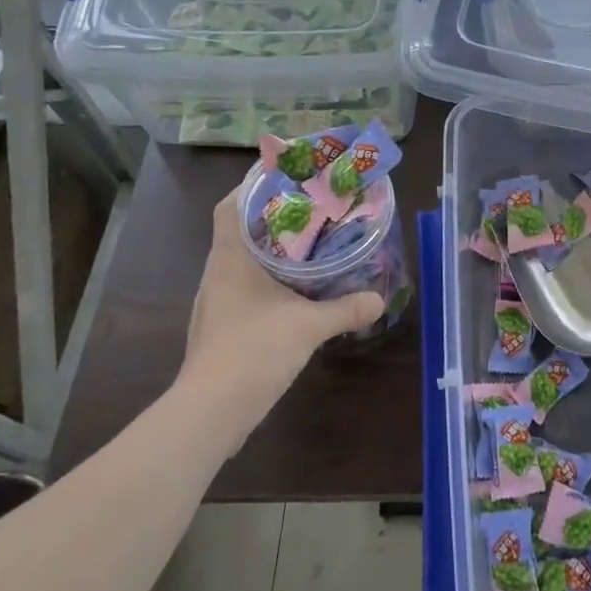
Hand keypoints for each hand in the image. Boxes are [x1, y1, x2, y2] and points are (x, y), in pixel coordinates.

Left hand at [177, 183, 383, 421]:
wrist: (211, 411)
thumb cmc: (254, 351)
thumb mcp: (309, 326)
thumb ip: (346, 309)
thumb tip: (379, 299)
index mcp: (230, 259)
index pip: (229, 207)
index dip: (251, 187)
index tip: (284, 178)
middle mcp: (218, 274)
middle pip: (239, 231)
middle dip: (272, 217)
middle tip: (311, 208)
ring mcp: (217, 302)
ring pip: (243, 261)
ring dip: (272, 250)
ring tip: (309, 243)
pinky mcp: (222, 326)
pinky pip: (245, 288)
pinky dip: (269, 280)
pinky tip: (295, 289)